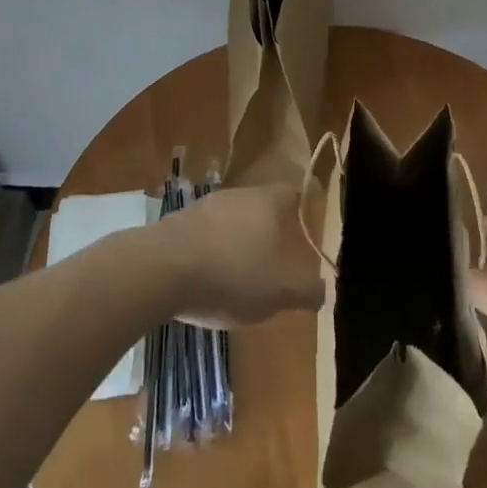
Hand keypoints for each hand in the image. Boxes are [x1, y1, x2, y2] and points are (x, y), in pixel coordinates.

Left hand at [153, 184, 325, 326]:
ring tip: (244, 273)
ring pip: (233, 219)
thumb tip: (325, 290)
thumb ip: (306, 291)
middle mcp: (239, 194)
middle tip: (278, 259)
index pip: (293, 195)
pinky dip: (213, 250)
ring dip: (239, 240)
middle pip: (262, 206)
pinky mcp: (179, 222)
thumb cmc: (231, 275)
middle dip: (271, 230)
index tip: (308, 228)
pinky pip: (207, 233)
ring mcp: (206, 205)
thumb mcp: (279, 292)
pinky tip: (210, 277)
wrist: (161, 269)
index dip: (303, 210)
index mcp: (268, 202)